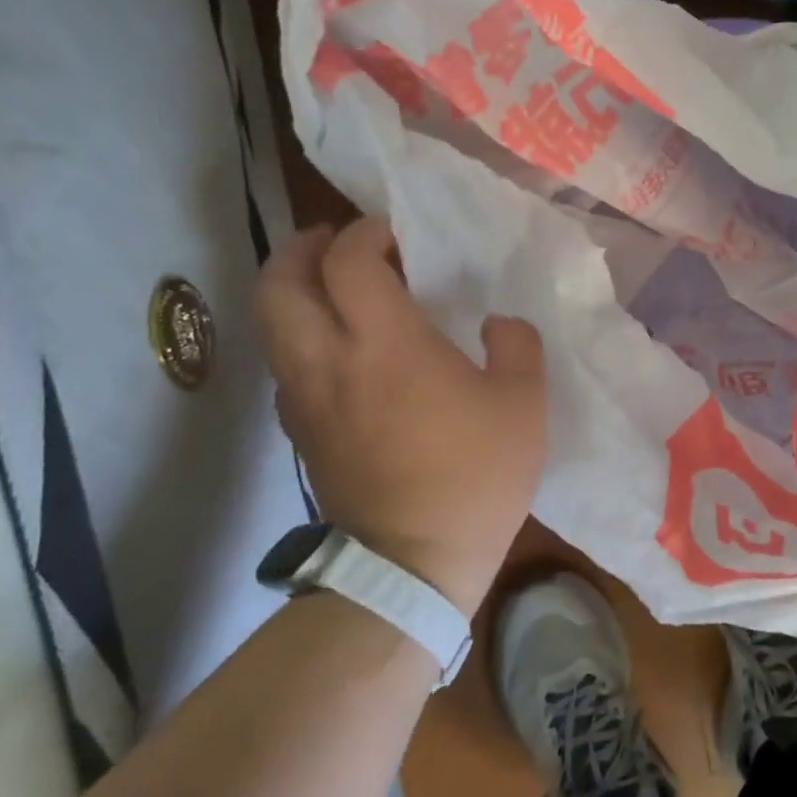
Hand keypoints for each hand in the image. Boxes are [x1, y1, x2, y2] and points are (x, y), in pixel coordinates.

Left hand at [256, 218, 546, 615]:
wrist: (413, 563)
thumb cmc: (475, 475)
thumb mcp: (525, 402)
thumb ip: (516, 344)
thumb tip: (496, 324)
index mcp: (385, 343)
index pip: (349, 261)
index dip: (366, 233)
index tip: (395, 233)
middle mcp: (328, 360)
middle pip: (280, 283)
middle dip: (303, 249)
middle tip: (336, 241)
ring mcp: (305, 399)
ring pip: (271, 325)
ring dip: (294, 290)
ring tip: (334, 287)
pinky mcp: (300, 432)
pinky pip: (284, 364)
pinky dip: (300, 336)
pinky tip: (338, 349)